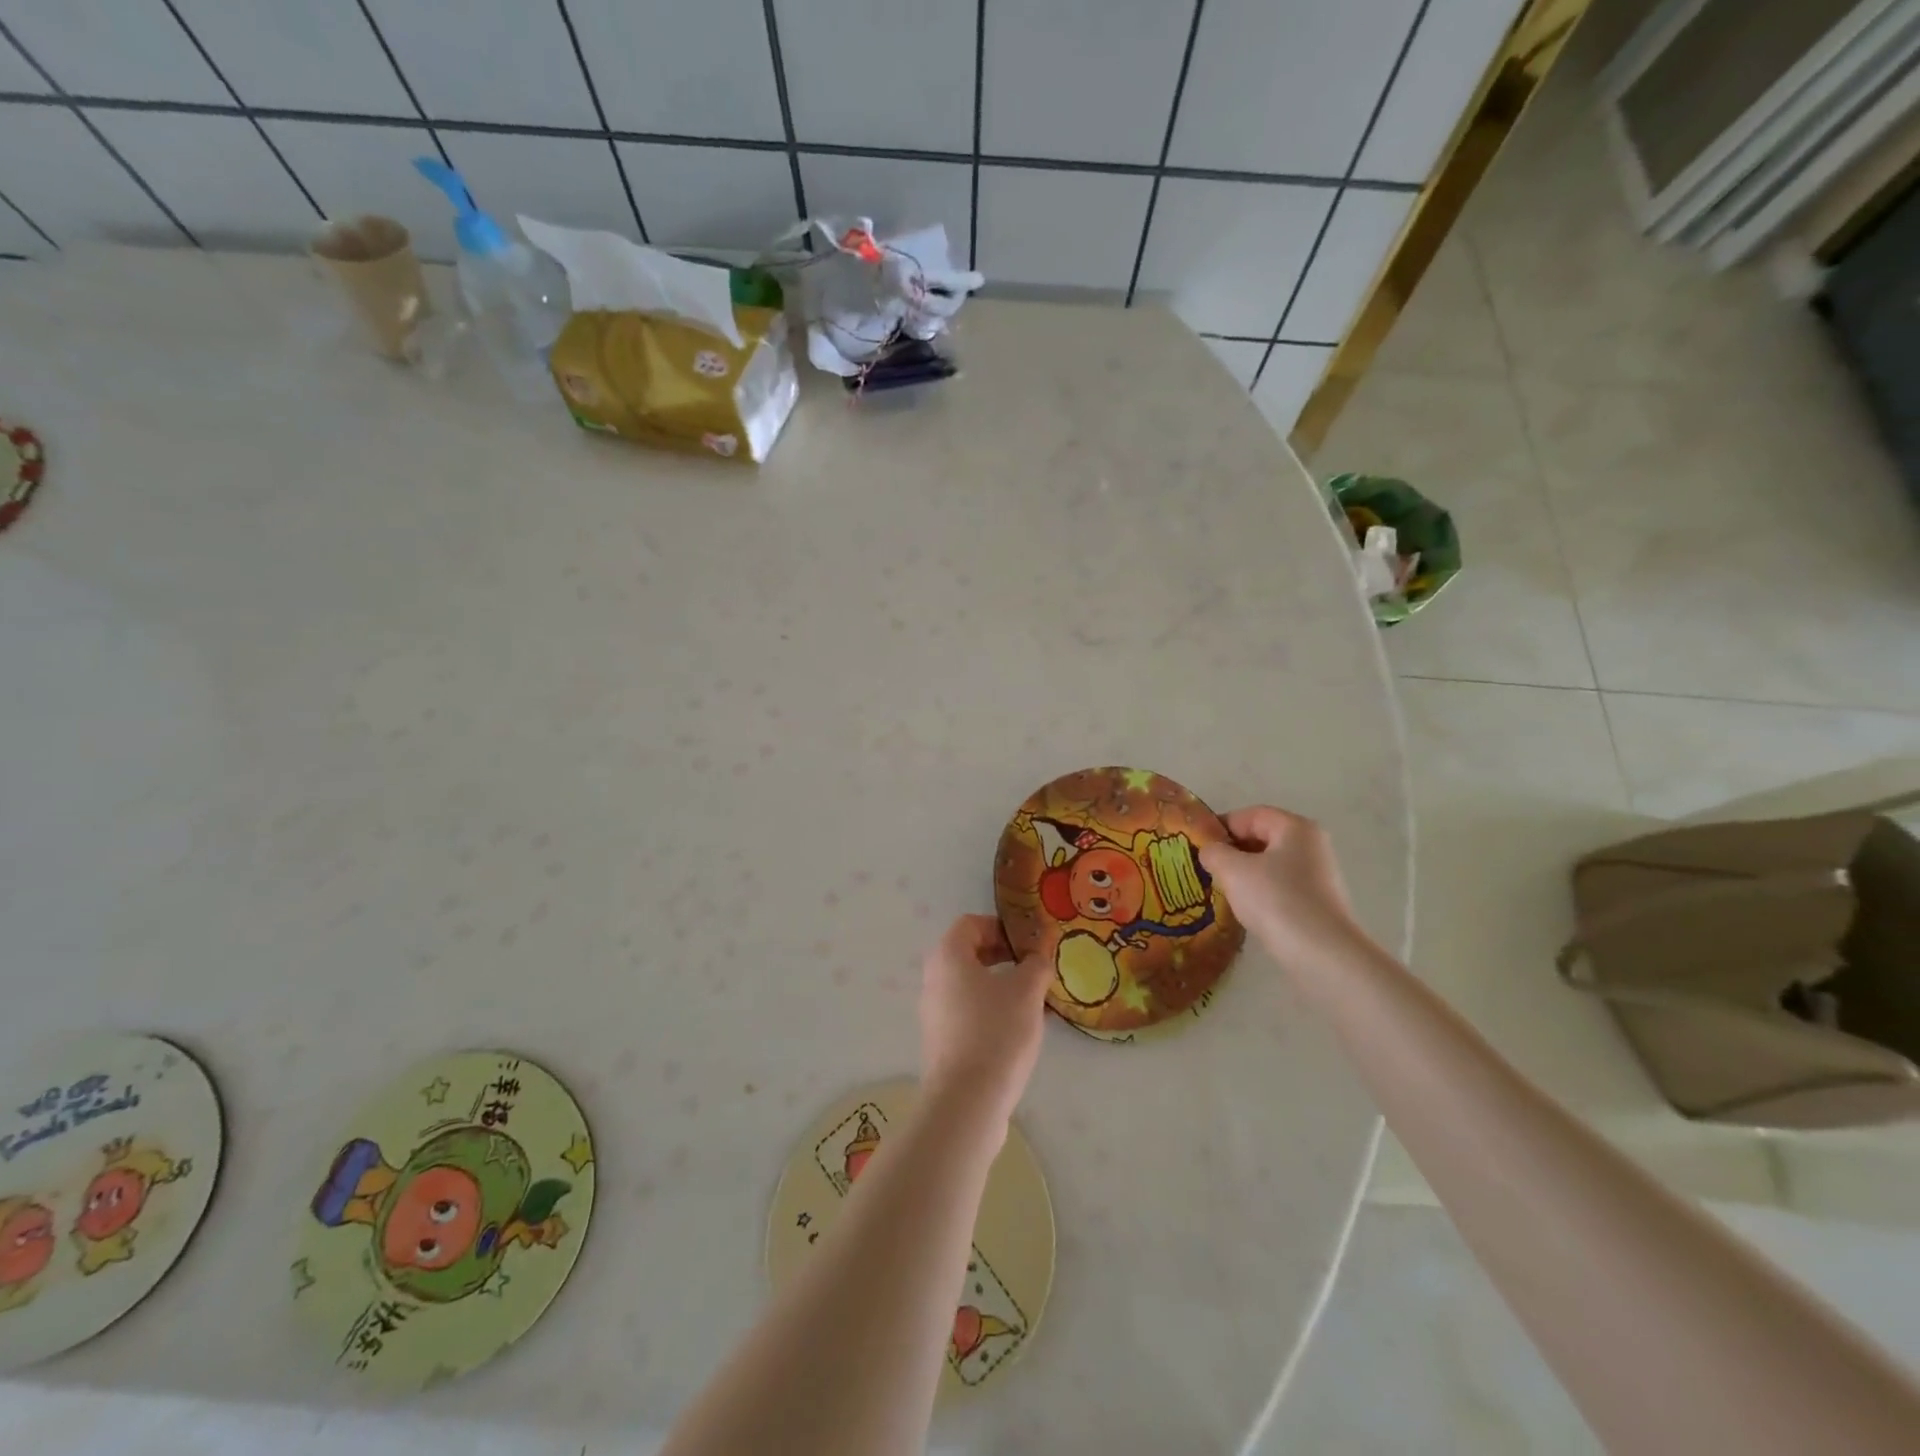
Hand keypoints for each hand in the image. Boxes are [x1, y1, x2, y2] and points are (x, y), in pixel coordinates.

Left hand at [919, 915, 1052, 1120]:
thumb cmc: (996, 1032)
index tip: (1029, 943)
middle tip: (1034, 969)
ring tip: (1034, 1001)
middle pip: (969, 953)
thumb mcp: (1026, 991)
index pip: (971, 923)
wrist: (966, 1102)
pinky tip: (1020, 1029)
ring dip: (1001, 985)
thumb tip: (1038, 954)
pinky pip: (968, 1011)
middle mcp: (934, 979)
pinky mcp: (942, 1041)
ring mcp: (935, 1012)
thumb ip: (1036, 964)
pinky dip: (992, 1010)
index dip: (1001, 927)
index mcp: (948, 956)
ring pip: (971, 985)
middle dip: (1004, 956)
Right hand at [1200, 807, 1366, 970]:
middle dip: (1232, 850)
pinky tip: (1246, 909)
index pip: (1251, 815)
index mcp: (1295, 827)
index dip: (1221, 826)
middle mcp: (1312, 844)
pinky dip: (1260, 892)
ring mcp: (1319, 874)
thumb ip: (1215, 853)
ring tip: (1222, 889)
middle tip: (1206, 867)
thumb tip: (1210, 851)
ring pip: (1270, 864)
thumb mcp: (1233, 871)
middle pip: (1262, 837)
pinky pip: (1281, 886)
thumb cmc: (1276, 900)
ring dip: (1244, 873)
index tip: (1198, 845)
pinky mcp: (1318, 902)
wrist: (1321, 954)